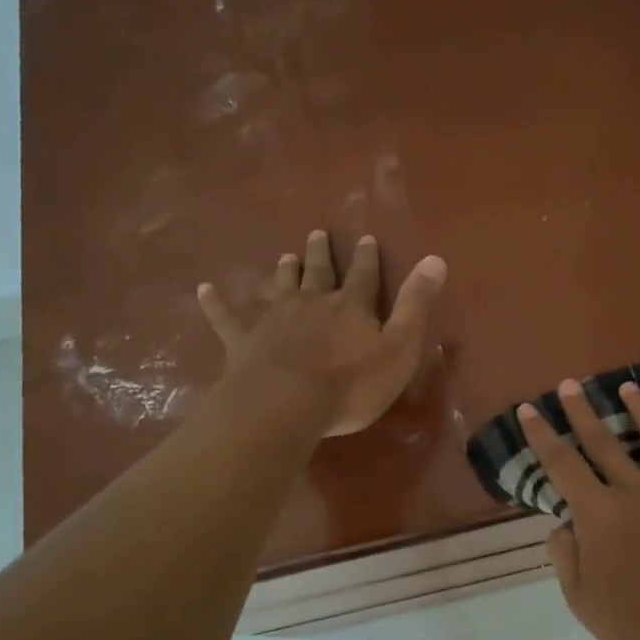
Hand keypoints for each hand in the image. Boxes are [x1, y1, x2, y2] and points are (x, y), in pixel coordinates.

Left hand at [197, 230, 446, 436]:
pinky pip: (226, 318)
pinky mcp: (243, 342)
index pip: (363, 276)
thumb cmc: (350, 384)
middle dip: (321, 255)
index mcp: (350, 307)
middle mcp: (311, 303)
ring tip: (285, 257)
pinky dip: (215, 303)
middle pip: (318, 273)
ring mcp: (274, 320)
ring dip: (284, 272)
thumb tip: (436, 259)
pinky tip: (203, 289)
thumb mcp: (399, 348)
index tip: (366, 238)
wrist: (284, 405)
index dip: (366, 258)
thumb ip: (416, 305)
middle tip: (317, 234)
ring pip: (280, 288)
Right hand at [519, 378, 639, 639]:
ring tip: (631, 388)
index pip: (562, 464)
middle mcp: (639, 492)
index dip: (542, 434)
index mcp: (601, 514)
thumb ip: (566, 555)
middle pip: (605, 441)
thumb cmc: (635, 630)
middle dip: (582, 410)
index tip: (528, 408)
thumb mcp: (582, 601)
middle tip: (570, 384)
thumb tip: (565, 524)